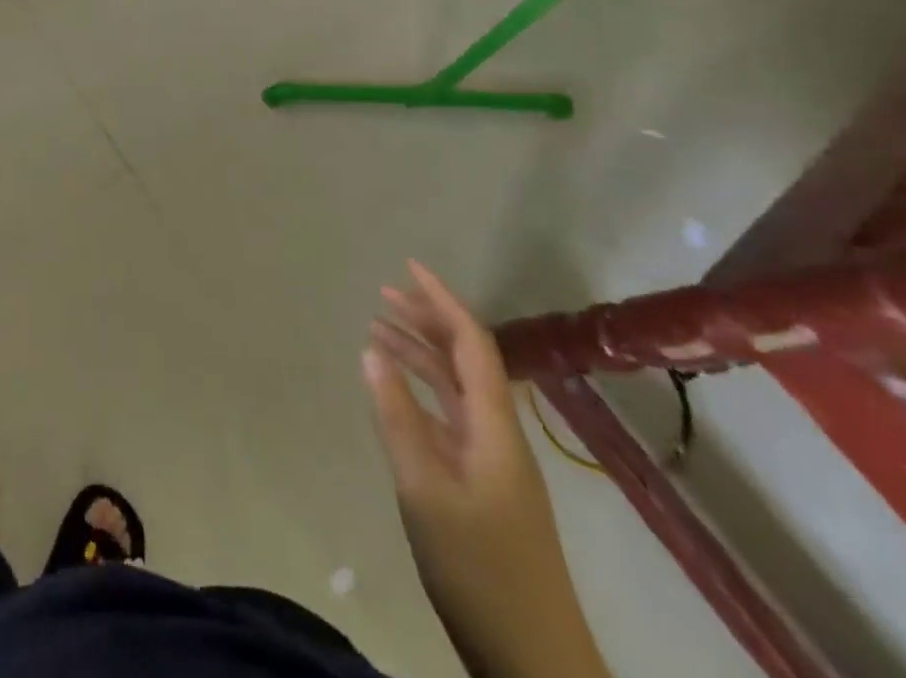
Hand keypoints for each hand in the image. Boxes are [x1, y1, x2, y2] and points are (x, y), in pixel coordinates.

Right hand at [363, 261, 606, 677]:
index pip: (471, 342)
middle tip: (382, 295)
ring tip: (378, 332)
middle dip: (427, 320)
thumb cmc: (480, 568)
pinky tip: (397, 392)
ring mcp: (493, 461)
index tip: (408, 267)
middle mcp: (498, 432)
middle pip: (465, 359)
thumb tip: (371, 350)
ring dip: (421, 355)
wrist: (535, 660)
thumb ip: (397, 416)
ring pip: (456, 388)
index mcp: (494, 425)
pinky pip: (451, 418)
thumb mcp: (425, 490)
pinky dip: (422, 393)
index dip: (442, 300)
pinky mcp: (484, 486)